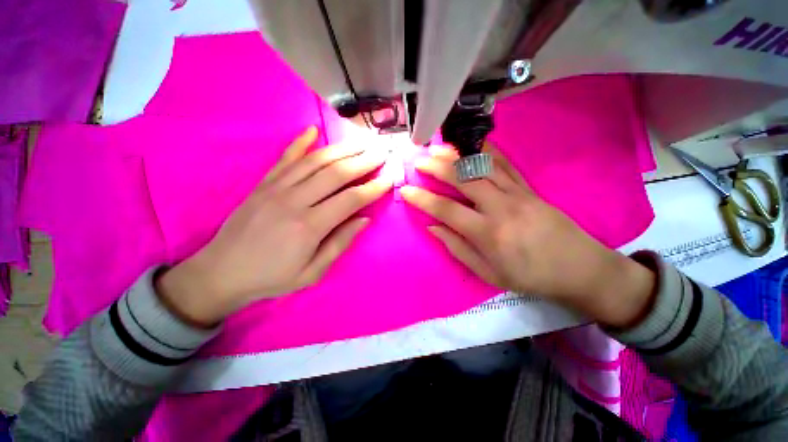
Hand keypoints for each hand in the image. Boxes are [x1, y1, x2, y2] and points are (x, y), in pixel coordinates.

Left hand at [157, 127, 391, 326]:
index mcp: (309, 226)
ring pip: (315, 161)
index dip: (373, 187)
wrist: (221, 272)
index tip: (389, 178)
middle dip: (363, 161)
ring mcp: (276, 188)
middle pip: (336, 173)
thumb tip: (364, 220)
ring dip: (342, 149)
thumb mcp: (313, 272)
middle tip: (382, 151)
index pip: (351, 199)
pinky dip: (300, 143)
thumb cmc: (272, 277)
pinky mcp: (263, 184)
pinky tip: (313, 130)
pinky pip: (285, 158)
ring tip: (361, 141)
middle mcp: (294, 200)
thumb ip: (340, 243)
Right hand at [401, 144, 654, 327]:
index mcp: (488, 233)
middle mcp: (501, 207)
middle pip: (463, 179)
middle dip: (437, 167)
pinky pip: (505, 165)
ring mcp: (518, 193)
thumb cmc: (530, 277)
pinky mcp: (529, 188)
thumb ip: (457, 248)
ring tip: (438, 148)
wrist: (580, 269)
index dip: (422, 199)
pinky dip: (486, 151)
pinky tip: (473, 143)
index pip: (446, 209)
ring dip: (458, 155)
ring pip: (483, 166)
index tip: (405, 190)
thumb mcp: (488, 273)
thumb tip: (433, 227)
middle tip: (419, 160)